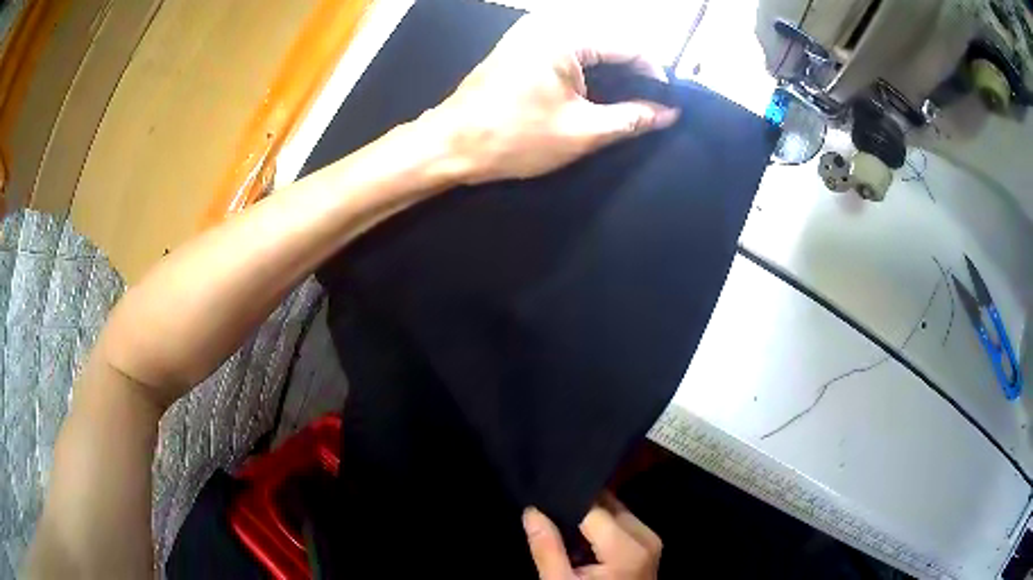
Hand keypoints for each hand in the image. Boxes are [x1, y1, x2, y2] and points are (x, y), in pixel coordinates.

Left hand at [421, 15, 678, 184]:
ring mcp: (529, 34)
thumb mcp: (582, 131)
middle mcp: (547, 25)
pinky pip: (567, 53)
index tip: (667, 103)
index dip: (654, 74)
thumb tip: (668, 112)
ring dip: (610, 75)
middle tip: (648, 108)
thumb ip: (632, 118)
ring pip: (589, 49)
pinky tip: (594, 96)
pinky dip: (586, 73)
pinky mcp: (519, 47)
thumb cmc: (513, 137)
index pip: (629, 45)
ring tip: (625, 106)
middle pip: (609, 44)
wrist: (449, 145)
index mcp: (564, 36)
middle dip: (632, 74)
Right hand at [523, 493, 661, 578]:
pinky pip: (622, 523)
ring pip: (615, 511)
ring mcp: (650, 541)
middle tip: (550, 520)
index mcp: (626, 549)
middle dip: (578, 510)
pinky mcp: (649, 545)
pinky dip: (602, 527)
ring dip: (590, 518)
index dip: (565, 506)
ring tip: (565, 534)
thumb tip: (531, 511)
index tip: (541, 507)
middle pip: (607, 506)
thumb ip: (547, 549)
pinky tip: (583, 543)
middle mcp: (645, 537)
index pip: (593, 508)